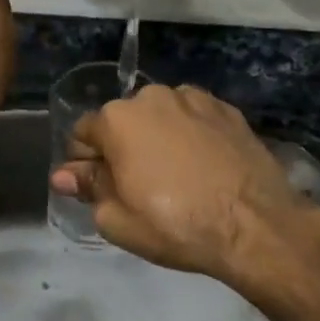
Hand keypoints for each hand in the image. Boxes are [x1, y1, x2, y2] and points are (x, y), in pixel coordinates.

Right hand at [50, 84, 319, 283]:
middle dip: (123, 148)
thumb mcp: (117, 219)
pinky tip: (203, 166)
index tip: (99, 189)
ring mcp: (194, 99)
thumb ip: (88, 188)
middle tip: (139, 188)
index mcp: (117, 118)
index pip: (83, 134)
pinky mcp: (227, 109)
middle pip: (123, 122)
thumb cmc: (176, 225)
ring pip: (160, 117)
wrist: (255, 224)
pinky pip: (193, 119)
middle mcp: (152, 96)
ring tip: (176, 177)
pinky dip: (190, 136)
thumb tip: (64, 174)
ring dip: (158, 138)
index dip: (85, 164)